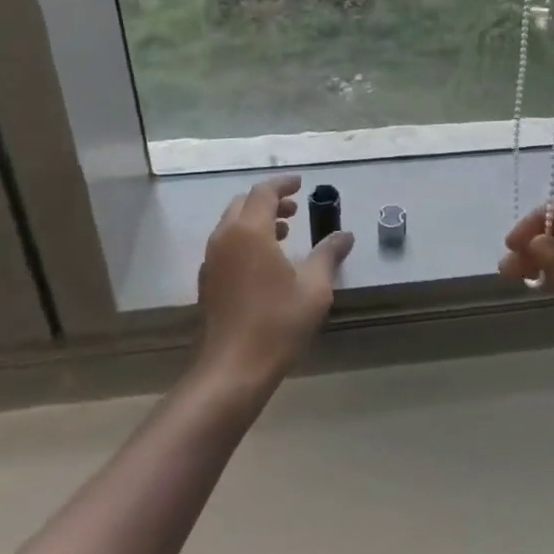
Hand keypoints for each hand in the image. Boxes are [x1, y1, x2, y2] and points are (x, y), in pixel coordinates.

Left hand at [197, 175, 352, 388]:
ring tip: (284, 234)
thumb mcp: (314, 287)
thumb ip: (328, 255)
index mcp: (249, 231)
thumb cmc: (277, 322)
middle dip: (269, 201)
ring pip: (232, 225)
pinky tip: (265, 262)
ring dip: (257, 221)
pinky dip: (245, 240)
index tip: (301, 184)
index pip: (264, 192)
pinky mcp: (208, 282)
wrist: (232, 370)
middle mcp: (225, 238)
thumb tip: (345, 235)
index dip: (283, 184)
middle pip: (244, 204)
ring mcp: (212, 261)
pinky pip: (226, 245)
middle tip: (294, 209)